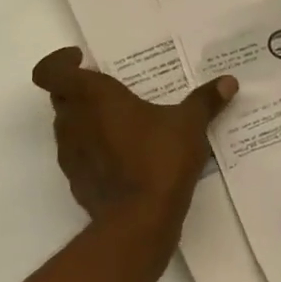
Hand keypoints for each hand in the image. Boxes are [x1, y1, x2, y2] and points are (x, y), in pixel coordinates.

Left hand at [32, 47, 236, 251]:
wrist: (138, 222)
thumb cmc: (159, 159)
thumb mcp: (189, 124)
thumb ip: (206, 100)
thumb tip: (228, 82)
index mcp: (93, 97)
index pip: (51, 72)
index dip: (59, 61)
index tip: (83, 59)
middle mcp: (74, 122)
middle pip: (62, 96)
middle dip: (82, 89)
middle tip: (114, 89)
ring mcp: (71, 154)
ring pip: (69, 126)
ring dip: (88, 119)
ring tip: (124, 121)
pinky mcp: (77, 181)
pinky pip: (80, 154)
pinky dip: (95, 148)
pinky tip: (125, 154)